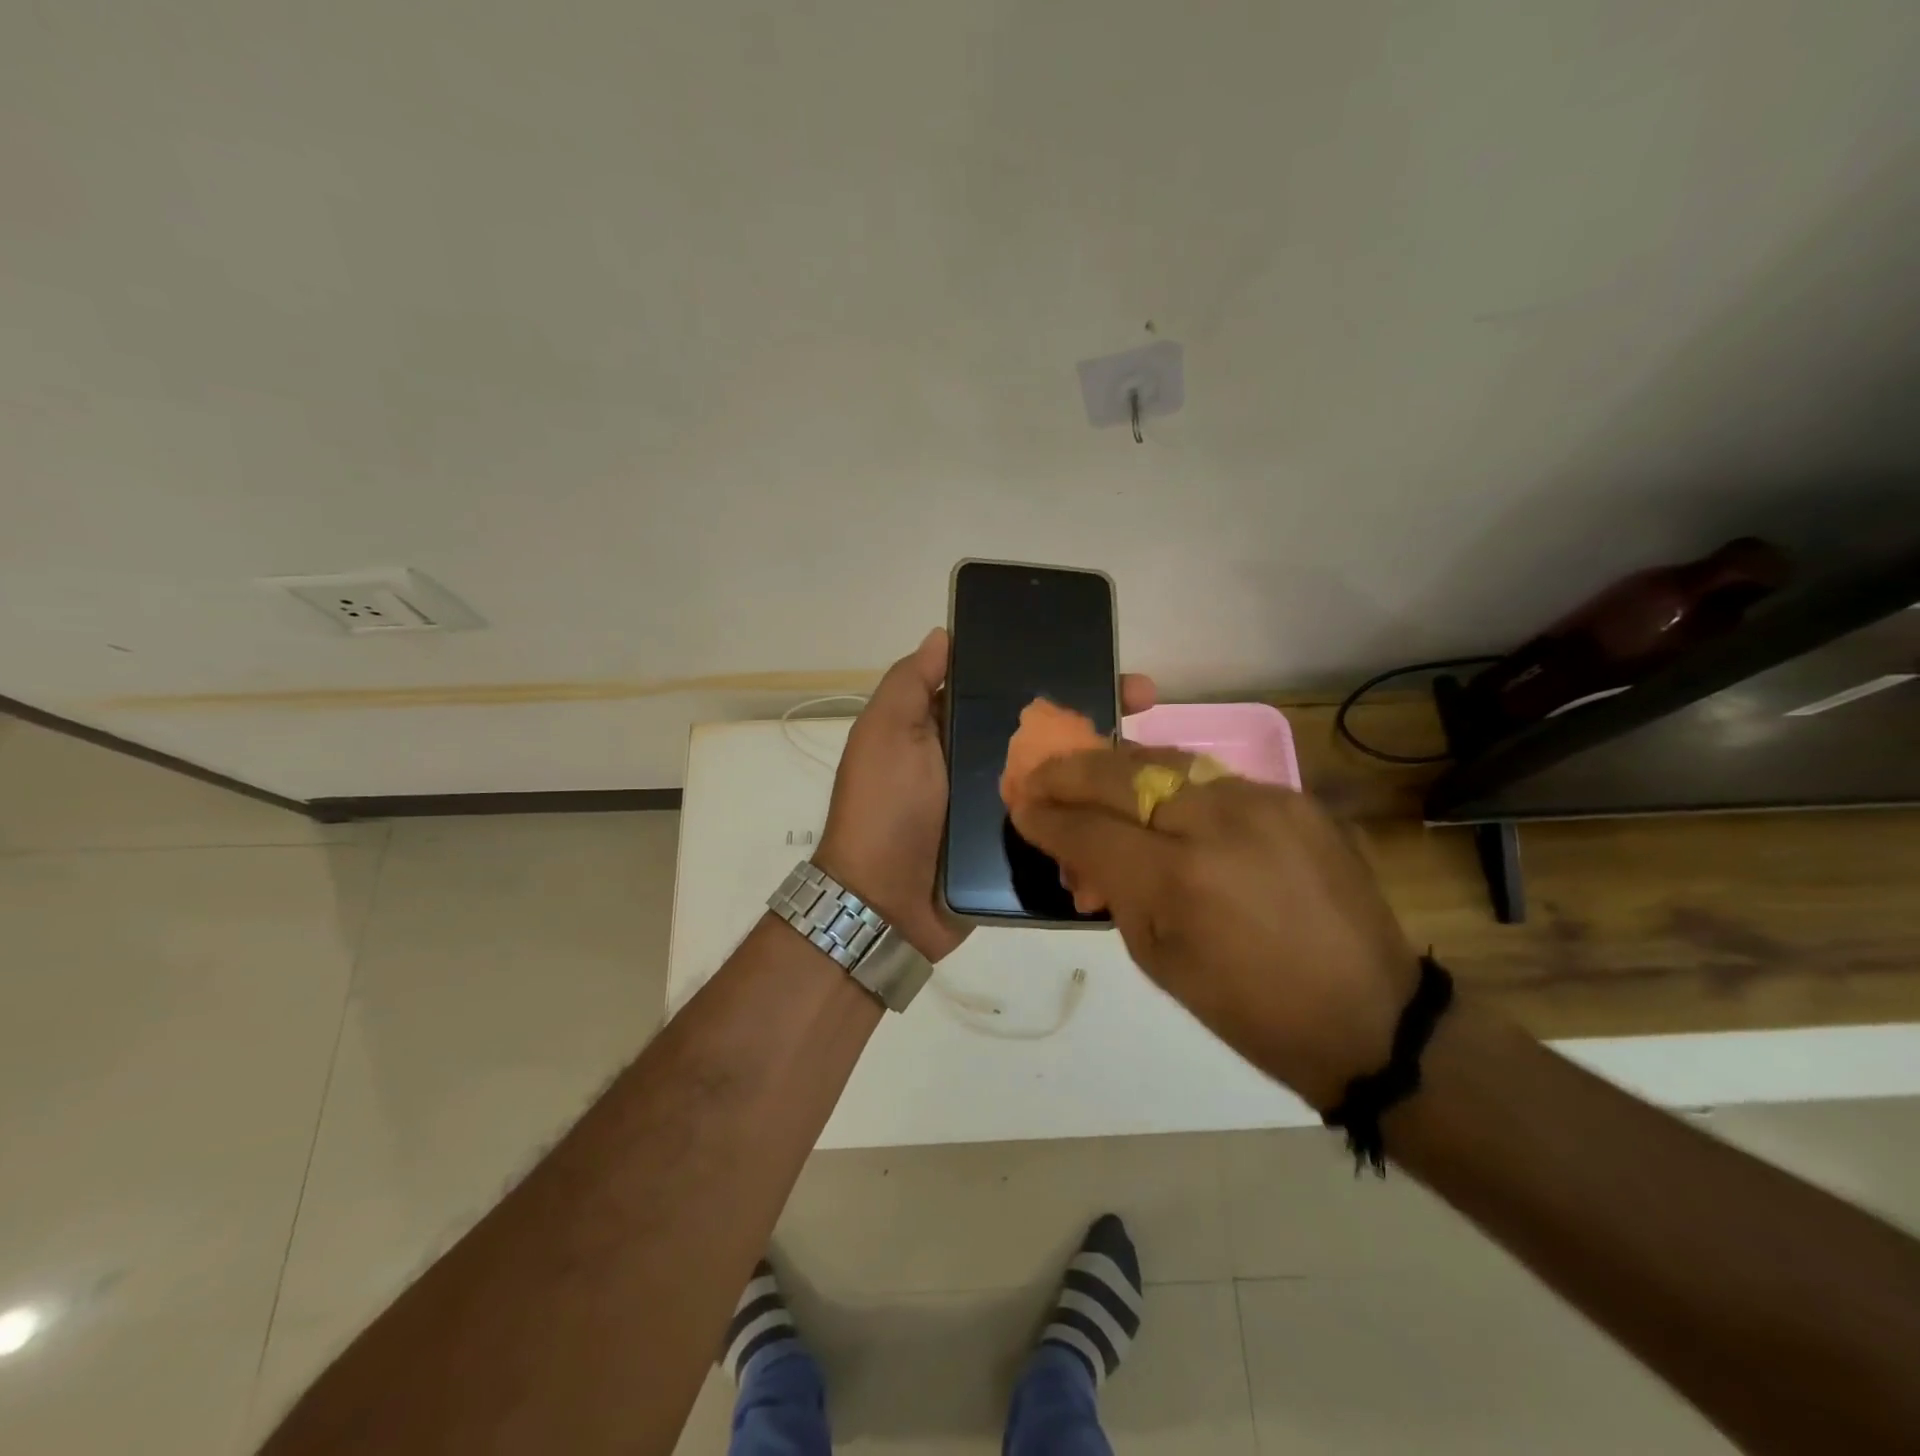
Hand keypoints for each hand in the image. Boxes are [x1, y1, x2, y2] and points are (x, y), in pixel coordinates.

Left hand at [815, 628, 1155, 961]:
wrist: (885, 905)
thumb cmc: (883, 809)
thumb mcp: (884, 735)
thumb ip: (910, 684)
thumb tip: (944, 633)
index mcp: (956, 730)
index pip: (1012, 690)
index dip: (1052, 668)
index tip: (1096, 652)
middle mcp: (987, 762)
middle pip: (1049, 728)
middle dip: (1096, 706)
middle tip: (1144, 697)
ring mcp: (1010, 805)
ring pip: (1066, 772)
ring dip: (1106, 756)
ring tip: (1151, 745)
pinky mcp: (1026, 845)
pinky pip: (1067, 818)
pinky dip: (1098, 807)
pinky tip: (1137, 794)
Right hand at [1008, 745, 1419, 1110]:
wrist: (1369, 1014)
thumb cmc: (1249, 1009)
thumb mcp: (1159, 960)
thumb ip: (1114, 890)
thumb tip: (1081, 847)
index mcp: (1178, 880)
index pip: (1089, 830)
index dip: (1046, 818)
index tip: (1020, 808)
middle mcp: (1217, 823)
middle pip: (1121, 773)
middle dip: (1069, 772)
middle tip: (1037, 775)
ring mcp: (1261, 800)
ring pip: (1166, 761)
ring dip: (1117, 768)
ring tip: (1087, 775)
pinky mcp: (1293, 796)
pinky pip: (1213, 779)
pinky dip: (1172, 785)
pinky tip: (1158, 801)